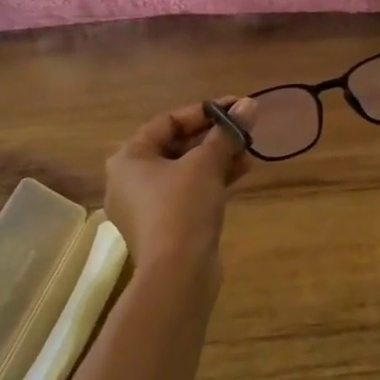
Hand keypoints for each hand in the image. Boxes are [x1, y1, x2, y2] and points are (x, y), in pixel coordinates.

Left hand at [104, 98, 255, 285]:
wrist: (177, 275)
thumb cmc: (182, 207)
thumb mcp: (206, 164)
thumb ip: (227, 133)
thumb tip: (250, 104)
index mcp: (129, 158)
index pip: (168, 121)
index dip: (205, 112)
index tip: (236, 107)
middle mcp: (130, 179)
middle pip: (176, 145)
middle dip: (213, 136)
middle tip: (244, 129)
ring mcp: (145, 206)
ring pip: (185, 170)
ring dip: (216, 158)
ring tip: (249, 150)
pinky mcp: (163, 227)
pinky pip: (187, 193)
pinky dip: (211, 181)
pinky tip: (241, 171)